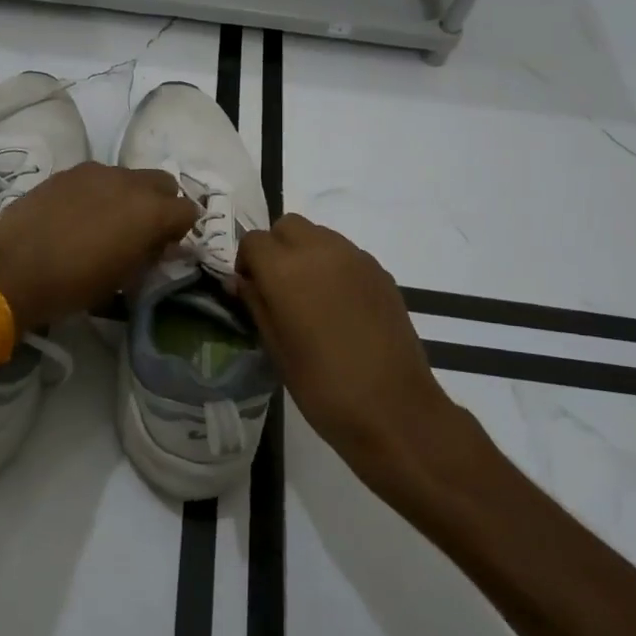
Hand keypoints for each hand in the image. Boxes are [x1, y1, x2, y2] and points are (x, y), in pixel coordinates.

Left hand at [0, 162, 197, 331]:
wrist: (9, 268)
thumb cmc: (72, 284)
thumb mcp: (122, 280)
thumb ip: (148, 255)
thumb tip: (157, 245)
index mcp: (150, 211)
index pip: (188, 210)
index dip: (180, 230)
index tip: (164, 247)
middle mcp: (129, 181)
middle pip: (163, 183)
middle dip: (161, 203)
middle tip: (142, 231)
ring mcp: (96, 172)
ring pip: (129, 177)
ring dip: (129, 196)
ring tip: (106, 223)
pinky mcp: (68, 172)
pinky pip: (98, 177)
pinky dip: (100, 192)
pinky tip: (79, 216)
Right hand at [234, 215, 490, 487]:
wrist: (394, 409)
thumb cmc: (323, 387)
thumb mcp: (276, 349)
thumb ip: (256, 304)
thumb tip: (241, 281)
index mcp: (286, 270)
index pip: (253, 241)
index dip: (246, 263)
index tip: (249, 290)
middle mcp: (320, 251)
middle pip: (287, 225)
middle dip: (275, 248)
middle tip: (277, 287)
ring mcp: (355, 258)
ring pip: (318, 234)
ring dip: (304, 252)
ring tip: (309, 296)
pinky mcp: (380, 271)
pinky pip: (345, 252)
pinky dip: (332, 265)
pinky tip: (338, 305)